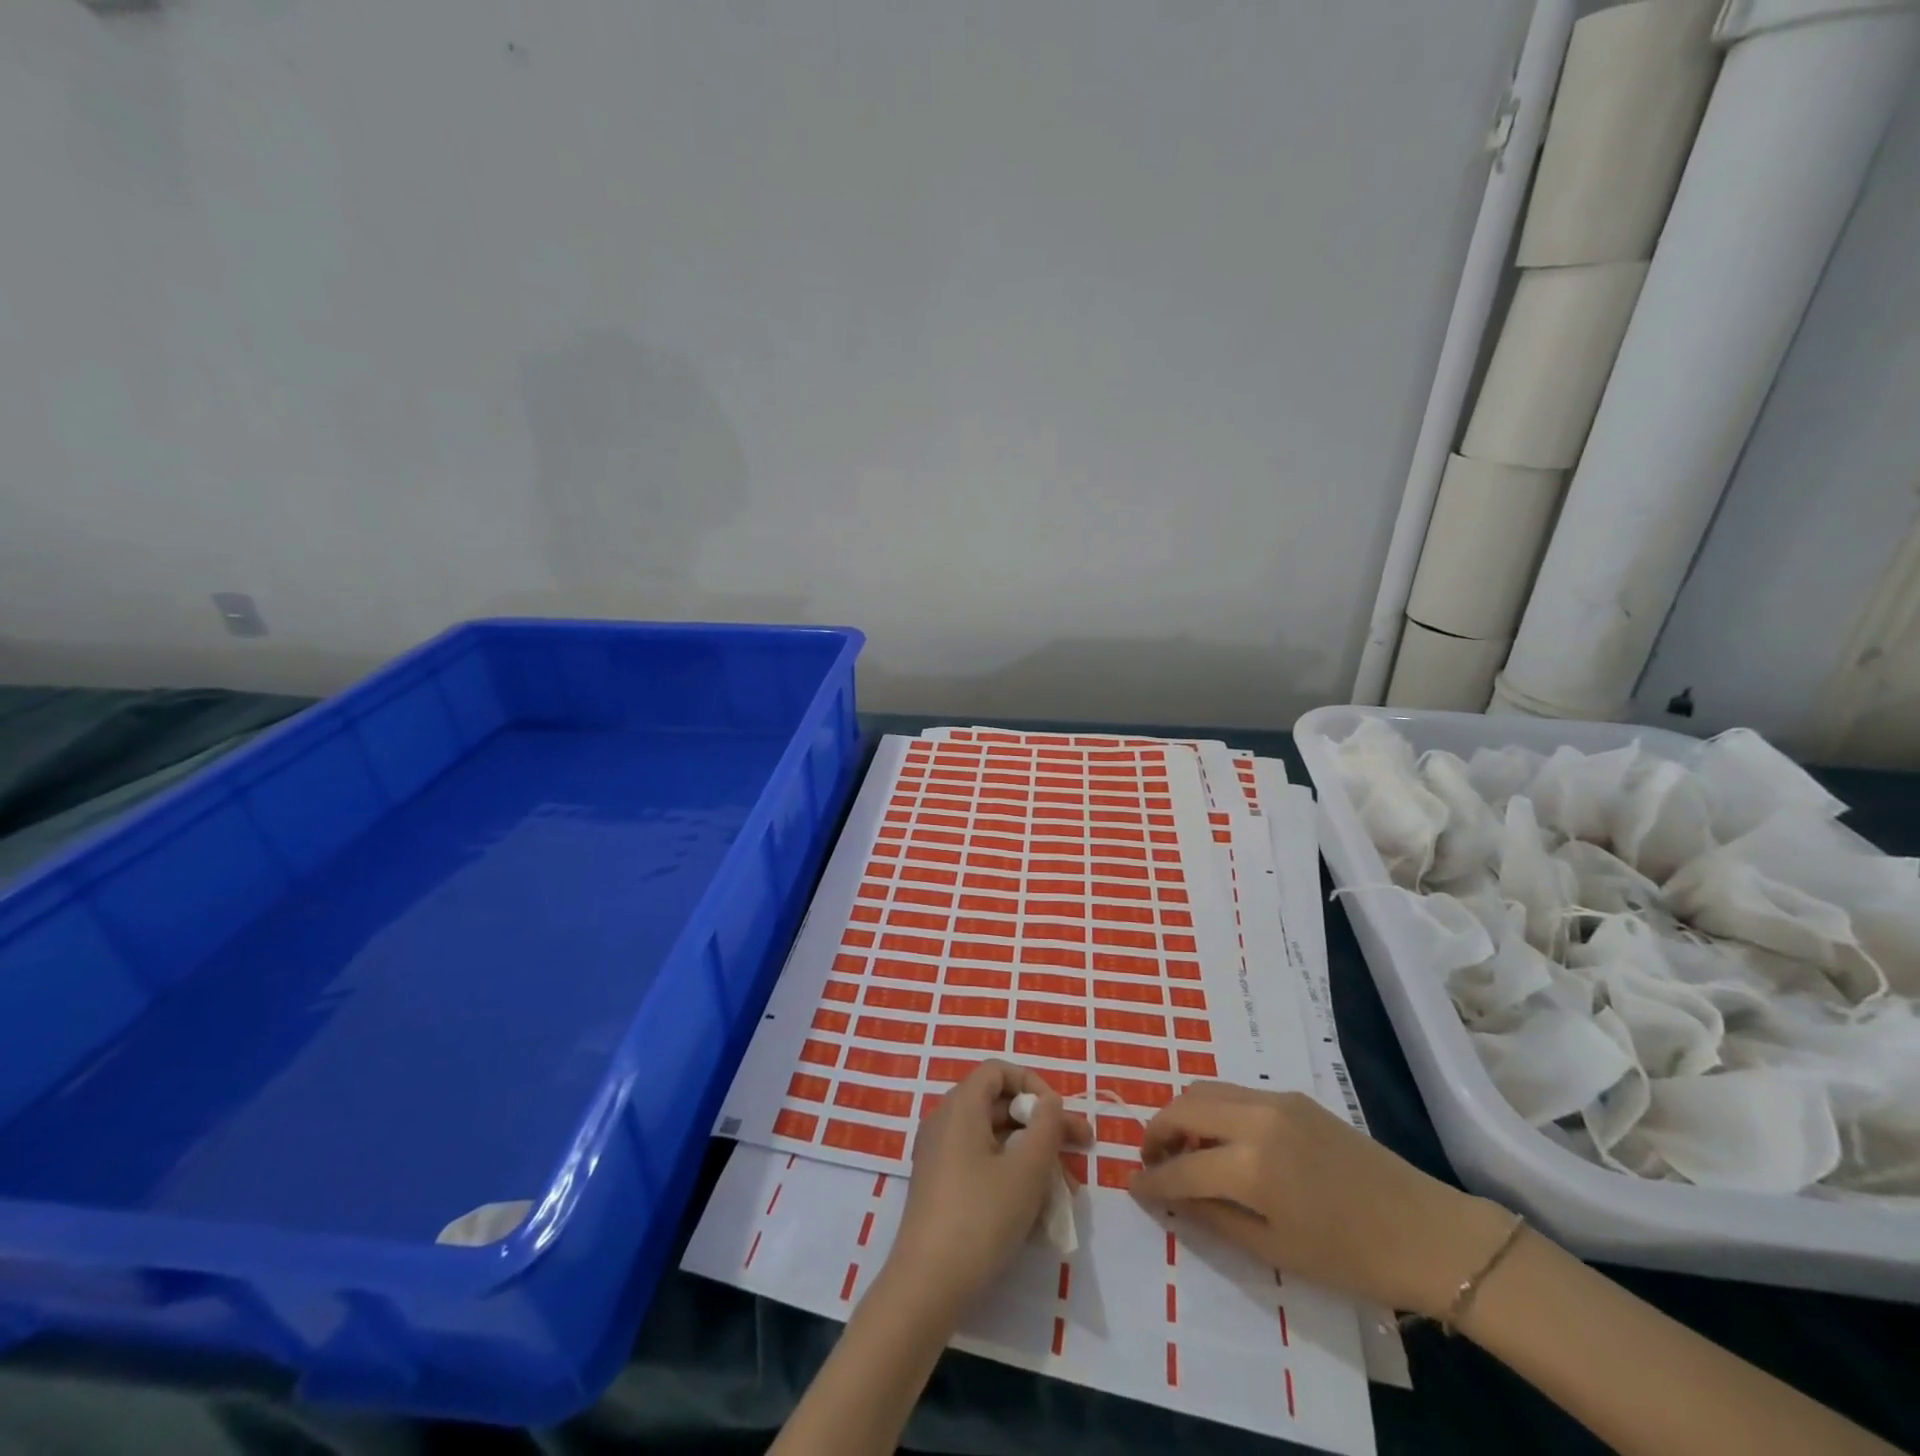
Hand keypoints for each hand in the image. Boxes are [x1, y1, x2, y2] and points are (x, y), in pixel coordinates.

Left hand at [882, 1061, 1091, 1320]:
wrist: (927, 1285)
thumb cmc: (981, 1217)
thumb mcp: (1026, 1170)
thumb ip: (1046, 1127)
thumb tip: (1050, 1102)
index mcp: (960, 1106)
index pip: (998, 1071)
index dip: (1033, 1084)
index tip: (1060, 1114)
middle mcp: (946, 1122)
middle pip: (1000, 1107)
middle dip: (1043, 1126)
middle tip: (1082, 1149)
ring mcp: (940, 1156)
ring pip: (995, 1141)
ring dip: (1033, 1158)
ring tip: (1068, 1193)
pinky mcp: (941, 1188)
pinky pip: (982, 1166)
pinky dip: (1011, 1177)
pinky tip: (1038, 1213)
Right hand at [1130, 1083, 1511, 1317]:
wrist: (1426, 1232)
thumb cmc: (1351, 1257)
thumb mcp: (1274, 1249)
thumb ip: (1214, 1217)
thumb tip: (1172, 1198)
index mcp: (1251, 1165)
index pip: (1181, 1166)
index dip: (1152, 1179)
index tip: (1133, 1186)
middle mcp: (1254, 1118)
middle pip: (1183, 1107)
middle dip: (1157, 1131)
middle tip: (1153, 1160)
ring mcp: (1274, 1099)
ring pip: (1205, 1089)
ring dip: (1183, 1113)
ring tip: (1183, 1148)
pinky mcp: (1291, 1095)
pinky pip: (1233, 1091)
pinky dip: (1212, 1108)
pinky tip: (1221, 1138)